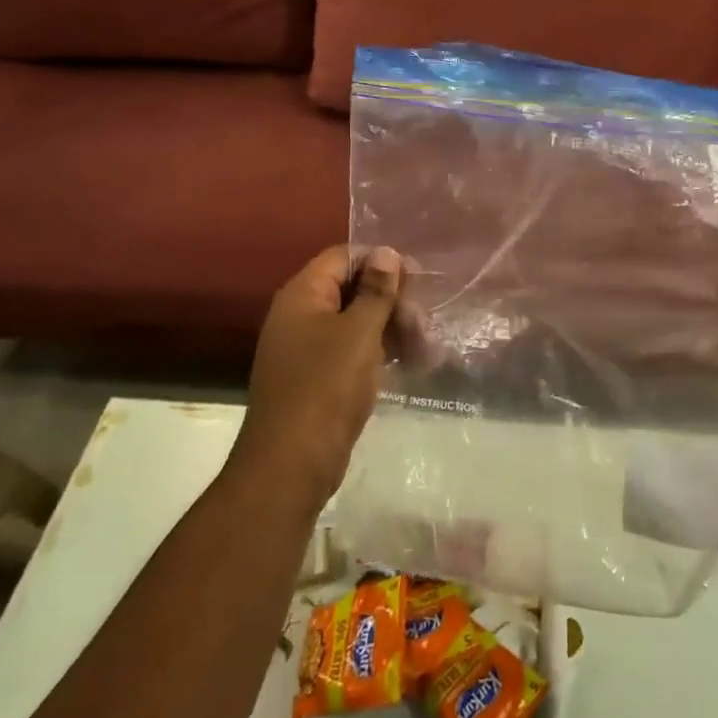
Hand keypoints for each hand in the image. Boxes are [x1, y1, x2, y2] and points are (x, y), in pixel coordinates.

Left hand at [232, 245, 403, 505]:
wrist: (292, 464)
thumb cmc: (327, 387)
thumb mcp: (360, 332)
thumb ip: (376, 290)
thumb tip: (386, 252)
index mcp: (303, 295)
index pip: (343, 257)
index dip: (380, 262)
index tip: (417, 279)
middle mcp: (300, 316)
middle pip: (352, 289)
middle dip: (392, 302)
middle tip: (425, 323)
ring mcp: (306, 349)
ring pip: (356, 323)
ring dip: (392, 330)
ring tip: (426, 348)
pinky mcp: (317, 378)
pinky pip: (351, 352)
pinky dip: (379, 353)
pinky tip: (410, 365)